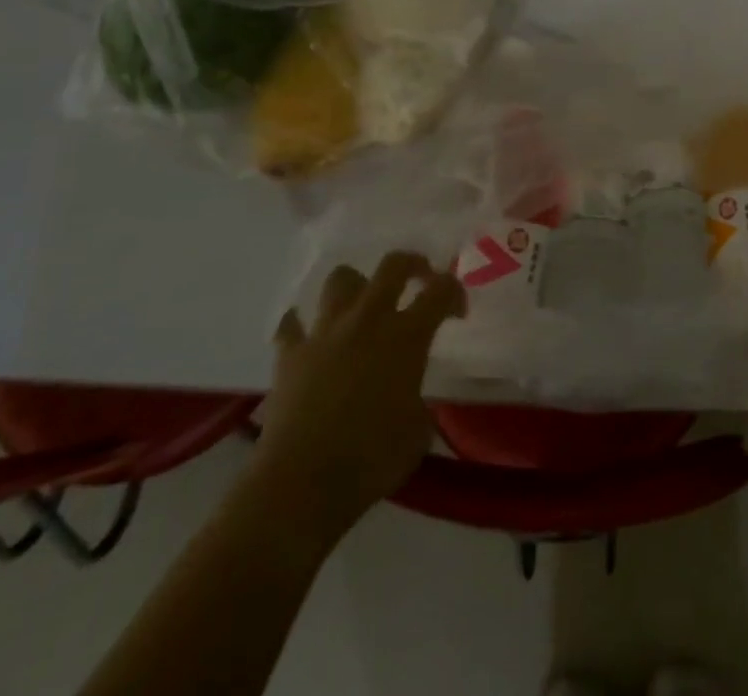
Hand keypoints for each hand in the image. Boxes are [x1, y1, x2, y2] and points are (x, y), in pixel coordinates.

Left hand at [252, 251, 465, 530]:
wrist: (302, 483)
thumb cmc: (371, 458)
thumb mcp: (418, 431)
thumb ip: (418, 399)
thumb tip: (410, 397)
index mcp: (406, 335)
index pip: (441, 290)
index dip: (455, 293)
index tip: (457, 313)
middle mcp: (368, 320)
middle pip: (393, 265)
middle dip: (412, 264)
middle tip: (419, 279)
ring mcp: (325, 332)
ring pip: (341, 279)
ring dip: (355, 287)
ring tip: (362, 306)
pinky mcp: (290, 354)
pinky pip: (292, 325)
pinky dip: (300, 325)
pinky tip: (307, 336)